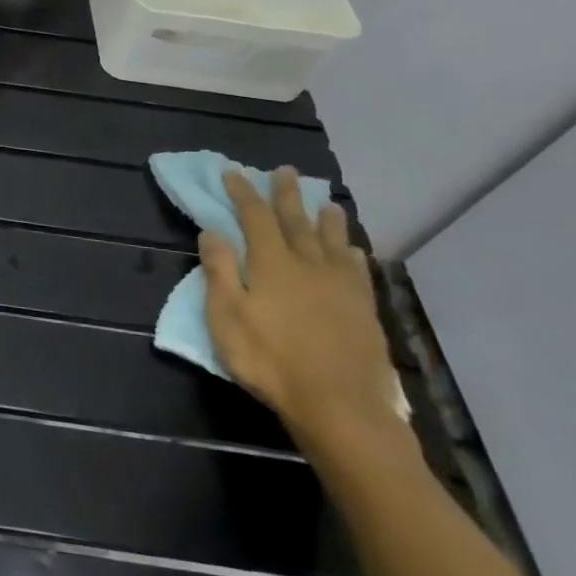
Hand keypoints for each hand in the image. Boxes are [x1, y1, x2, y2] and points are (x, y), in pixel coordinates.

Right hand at [200, 168, 406, 454]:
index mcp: (271, 264)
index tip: (233, 173)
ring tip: (325, 201)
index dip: (243, 193)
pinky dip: (351, 252)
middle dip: (286, 194)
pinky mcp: (363, 308)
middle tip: (284, 171)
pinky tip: (351, 250)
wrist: (338, 404)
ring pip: (332, 240)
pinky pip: (357, 270)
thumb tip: (212, 230)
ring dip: (325, 218)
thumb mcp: (226, 316)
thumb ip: (219, 270)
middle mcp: (308, 264)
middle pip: (295, 220)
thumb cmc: (269, 359)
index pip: (254, 217)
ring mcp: (340, 286)